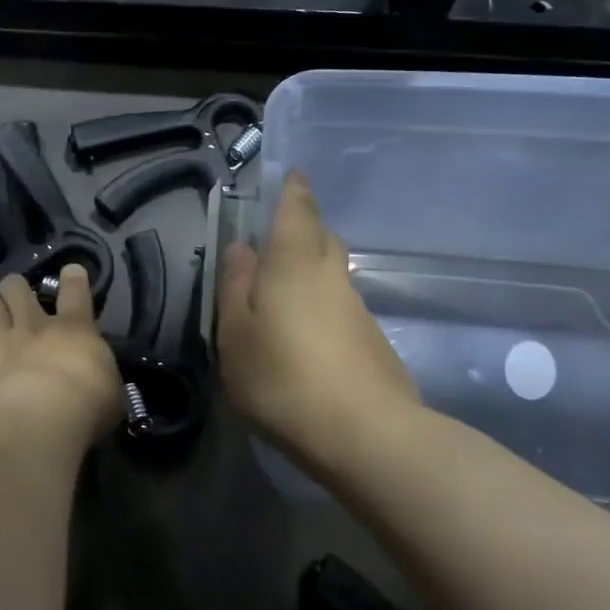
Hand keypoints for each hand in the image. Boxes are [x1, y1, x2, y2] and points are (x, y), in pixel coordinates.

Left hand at [0, 265, 123, 444]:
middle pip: (17, 287)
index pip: (76, 292)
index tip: (70, 272)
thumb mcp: (110, 392)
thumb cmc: (87, 405)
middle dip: (14, 287)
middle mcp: (34, 326)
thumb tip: (96, 378)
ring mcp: (2, 341)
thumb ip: (99, 377)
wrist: (40, 418)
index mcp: (74, 329)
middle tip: (16, 297)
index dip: (73, 279)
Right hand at [218, 172, 419, 465]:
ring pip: (332, 276)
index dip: (294, 190)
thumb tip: (241, 248)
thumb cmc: (282, 376)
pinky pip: (341, 310)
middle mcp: (332, 277)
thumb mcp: (235, 332)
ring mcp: (359, 311)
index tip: (293, 174)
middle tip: (278, 236)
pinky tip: (306, 340)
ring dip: (311, 273)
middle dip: (304, 229)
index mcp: (294, 263)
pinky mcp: (373, 344)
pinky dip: (322, 309)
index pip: (298, 210)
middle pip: (322, 239)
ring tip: (282, 296)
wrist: (366, 436)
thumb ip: (235, 286)